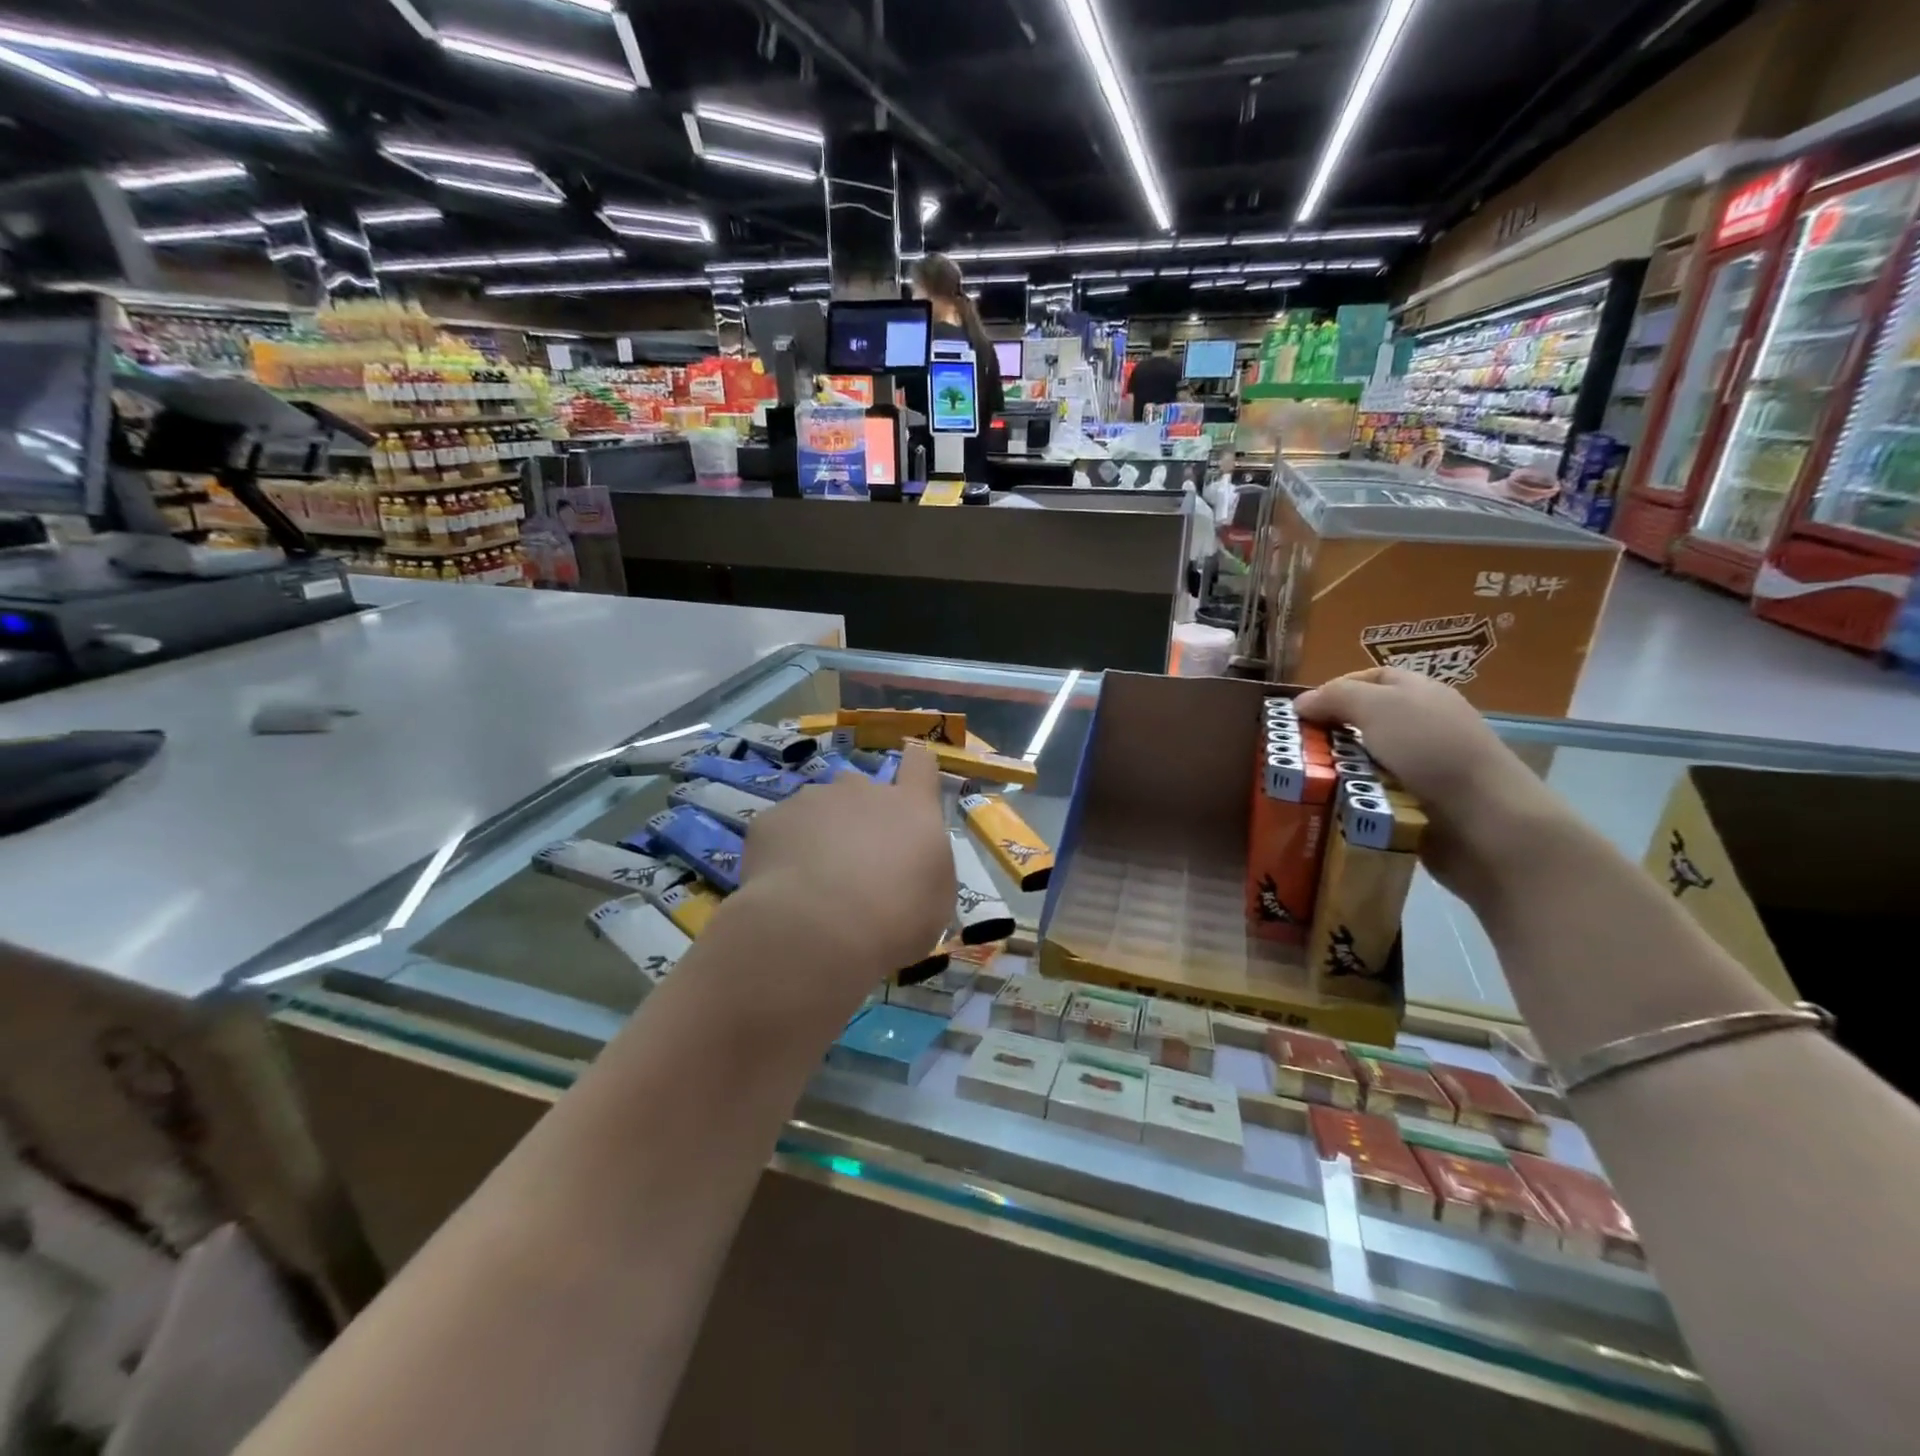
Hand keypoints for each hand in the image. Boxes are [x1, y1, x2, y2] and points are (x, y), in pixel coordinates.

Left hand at [737, 743, 954, 989]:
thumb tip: (912, 867)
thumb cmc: (894, 919)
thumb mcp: (935, 903)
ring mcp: (812, 799)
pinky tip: (784, 888)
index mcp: (910, 808)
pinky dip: (783, 852)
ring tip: (812, 881)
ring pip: (817, 808)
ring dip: (819, 834)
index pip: (919, 764)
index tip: (909, 784)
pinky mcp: (770, 819)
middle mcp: (862, 790)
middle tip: (853, 862)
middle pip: (861, 787)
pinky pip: (781, 831)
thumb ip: (926, 869)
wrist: (819, 929)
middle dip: (857, 815)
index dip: (915, 769)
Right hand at [1293, 668, 1567, 891]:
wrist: (1485, 822)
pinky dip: (1352, 798)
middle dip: (1329, 734)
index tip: (1302, 712)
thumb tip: (1300, 703)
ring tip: (1306, 782)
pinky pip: (1372, 795)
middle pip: (1363, 721)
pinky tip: (1333, 805)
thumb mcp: (1379, 707)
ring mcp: (1422, 767)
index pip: (1371, 678)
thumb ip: (1336, 697)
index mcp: (1420, 693)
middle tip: (1296, 750)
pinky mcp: (1418, 803)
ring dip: (1337, 770)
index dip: (1335, 689)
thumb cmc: (1432, 751)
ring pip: (1363, 761)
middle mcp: (1422, 725)